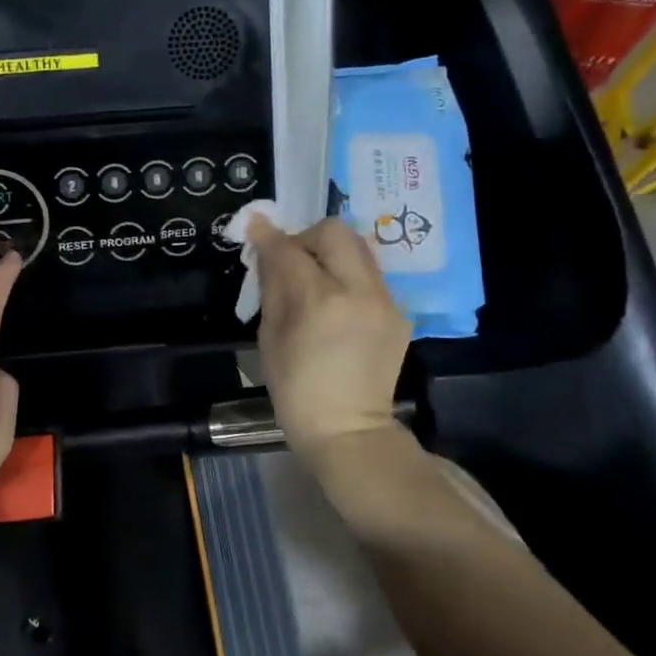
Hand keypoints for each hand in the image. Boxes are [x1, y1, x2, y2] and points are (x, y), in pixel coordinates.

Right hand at [248, 216, 412, 462]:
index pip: (289, 249)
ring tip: (316, 279)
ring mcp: (385, 301)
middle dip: (308, 236)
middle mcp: (358, 290)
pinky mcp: (399, 313)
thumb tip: (268, 252)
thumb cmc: (295, 389)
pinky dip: (349, 277)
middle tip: (292, 259)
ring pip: (358, 249)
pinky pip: (371, 276)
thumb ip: (272, 287)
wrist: (348, 430)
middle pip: (334, 232)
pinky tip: (338, 305)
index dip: (269, 235)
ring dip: (331, 253)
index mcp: (318, 300)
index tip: (256, 225)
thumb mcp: (269, 337)